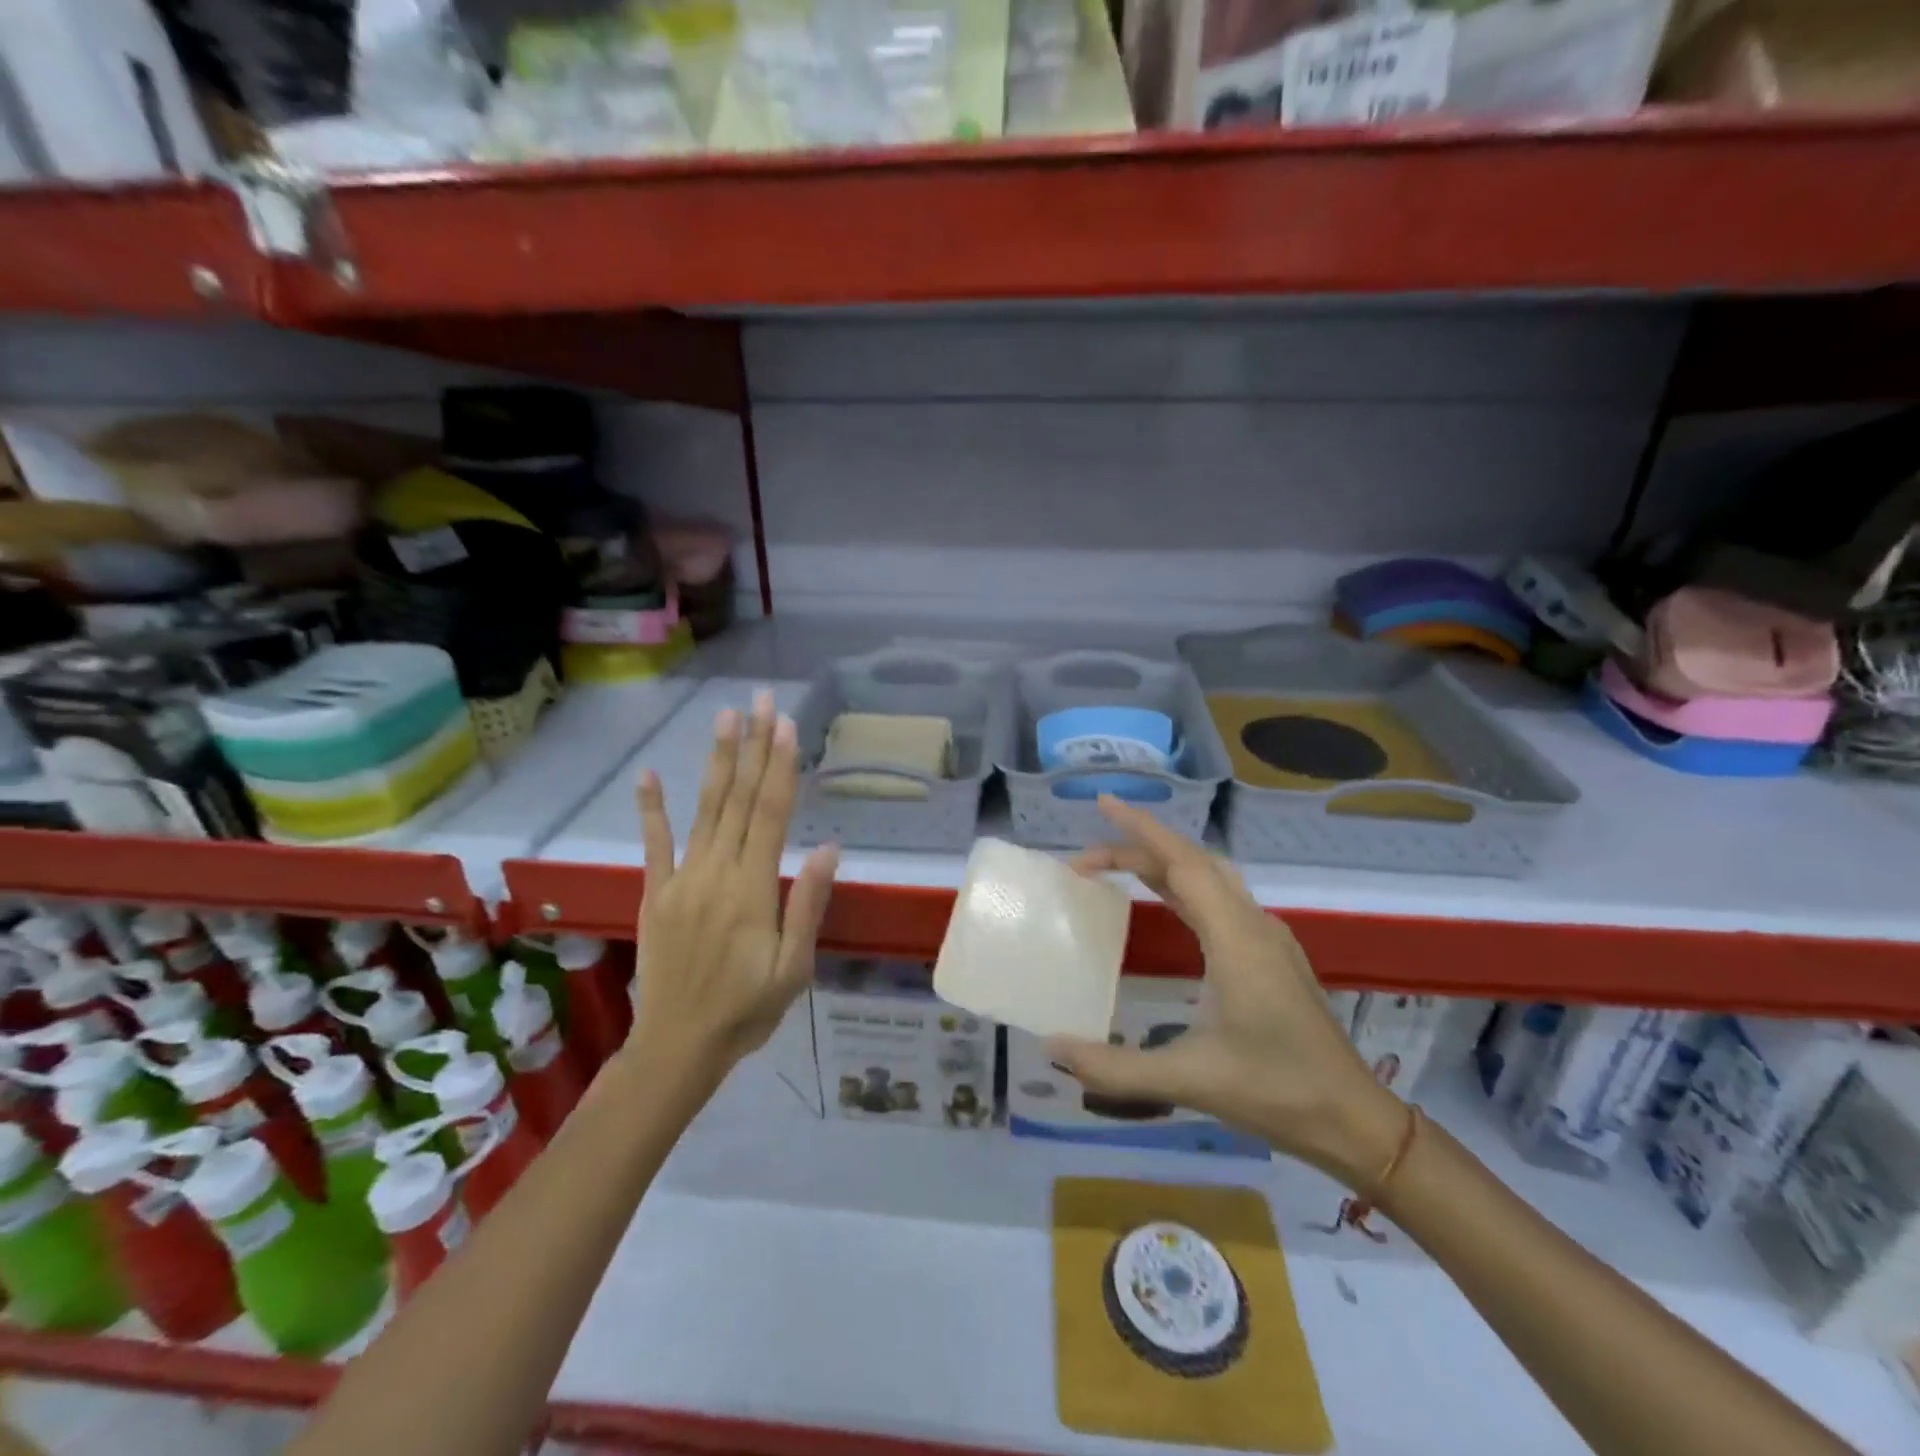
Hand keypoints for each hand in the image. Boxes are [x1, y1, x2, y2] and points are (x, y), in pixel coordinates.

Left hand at [632, 691, 838, 1073]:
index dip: (779, 767)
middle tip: (759, 701)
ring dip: (716, 763)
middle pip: (739, 800)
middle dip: (752, 747)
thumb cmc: (747, 1009)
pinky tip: (650, 775)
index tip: (785, 726)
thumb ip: (807, 905)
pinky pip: (654, 845)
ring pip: (703, 811)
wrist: (677, 1047)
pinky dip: (651, 809)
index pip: (770, 815)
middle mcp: (716, 873)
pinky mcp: (656, 894)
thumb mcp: (793, 968)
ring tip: (725, 719)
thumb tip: (827, 848)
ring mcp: (681, 880)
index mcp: (752, 890)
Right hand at [1045, 797, 1404, 1187]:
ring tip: (1115, 868)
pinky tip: (1165, 900)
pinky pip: (1221, 898)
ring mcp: (1267, 937)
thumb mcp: (1189, 1080)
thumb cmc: (1275, 1091)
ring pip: (1210, 877)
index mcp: (1235, 938)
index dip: (1140, 829)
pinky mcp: (1271, 954)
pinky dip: (1183, 884)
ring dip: (1162, 864)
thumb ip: (1115, 1067)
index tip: (1103, 805)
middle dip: (1138, 847)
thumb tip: (1053, 1047)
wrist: (1352, 1119)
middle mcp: (1253, 924)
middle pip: (1192, 862)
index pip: (1182, 862)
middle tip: (1085, 859)